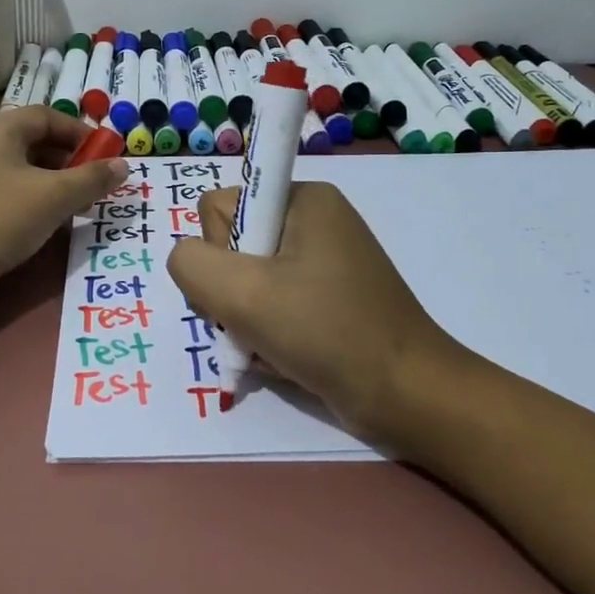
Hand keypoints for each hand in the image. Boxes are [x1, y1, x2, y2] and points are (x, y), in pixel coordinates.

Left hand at [0, 106, 127, 314]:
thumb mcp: (53, 197)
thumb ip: (91, 179)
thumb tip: (124, 165)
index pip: (47, 116)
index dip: (80, 132)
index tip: (104, 156)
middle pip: (33, 142)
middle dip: (69, 162)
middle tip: (93, 187)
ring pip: (20, 170)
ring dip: (52, 184)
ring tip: (75, 209)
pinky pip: (4, 192)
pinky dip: (30, 200)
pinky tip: (44, 225)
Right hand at [168, 181, 455, 451]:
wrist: (407, 394)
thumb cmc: (326, 332)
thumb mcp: (243, 293)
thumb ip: (191, 263)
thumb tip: (188, 259)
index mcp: (302, 199)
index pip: (218, 207)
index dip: (218, 250)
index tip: (248, 286)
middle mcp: (312, 220)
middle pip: (231, 245)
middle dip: (231, 292)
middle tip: (256, 324)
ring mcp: (322, 261)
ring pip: (247, 281)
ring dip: (246, 319)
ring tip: (272, 346)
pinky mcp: (327, 297)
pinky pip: (272, 303)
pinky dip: (268, 332)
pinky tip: (283, 356)